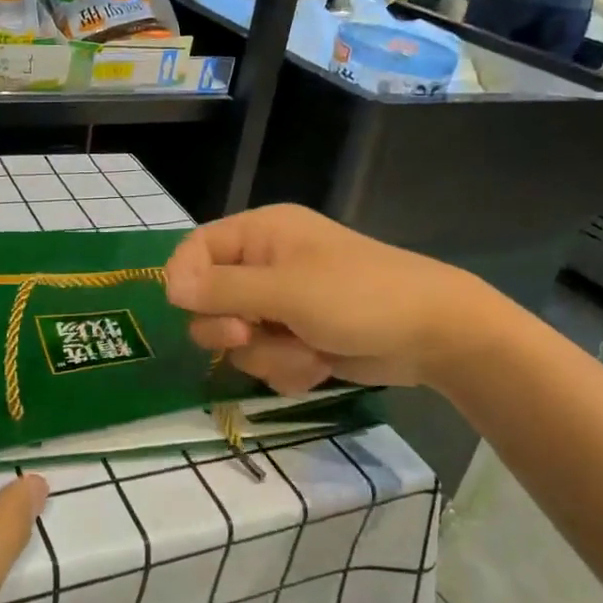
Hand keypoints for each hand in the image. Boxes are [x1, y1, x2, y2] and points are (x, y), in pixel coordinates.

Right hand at [164, 205, 475, 394]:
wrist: (434, 334)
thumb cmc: (359, 296)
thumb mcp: (287, 290)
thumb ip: (224, 289)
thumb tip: (169, 285)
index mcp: (260, 234)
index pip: (194, 250)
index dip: (187, 282)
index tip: (194, 312)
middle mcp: (264, 265)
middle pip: (209, 301)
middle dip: (231, 329)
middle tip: (252, 335)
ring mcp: (281, 304)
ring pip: (238, 340)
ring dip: (268, 355)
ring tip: (308, 352)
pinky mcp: (297, 338)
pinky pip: (266, 359)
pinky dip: (288, 368)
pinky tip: (319, 364)